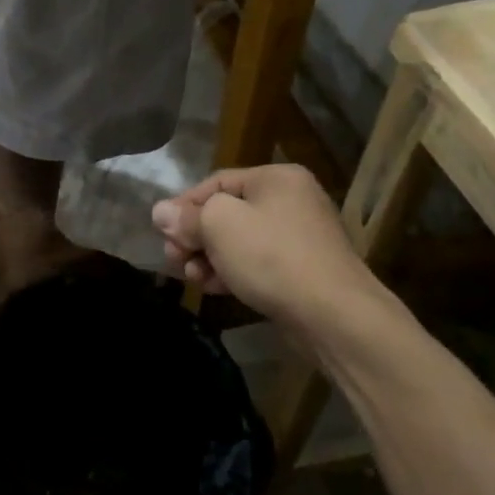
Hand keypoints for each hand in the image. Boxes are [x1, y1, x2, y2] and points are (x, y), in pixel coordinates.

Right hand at [152, 165, 384, 327]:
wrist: (333, 315)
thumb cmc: (272, 257)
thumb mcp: (219, 226)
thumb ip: (188, 216)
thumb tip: (161, 212)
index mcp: (276, 178)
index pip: (216, 182)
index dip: (184, 205)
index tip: (161, 231)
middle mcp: (292, 201)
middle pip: (228, 212)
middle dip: (196, 235)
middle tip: (174, 258)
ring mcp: (300, 237)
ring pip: (241, 241)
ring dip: (210, 257)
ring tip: (191, 277)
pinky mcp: (303, 271)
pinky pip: (258, 263)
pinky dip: (233, 271)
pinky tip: (213, 287)